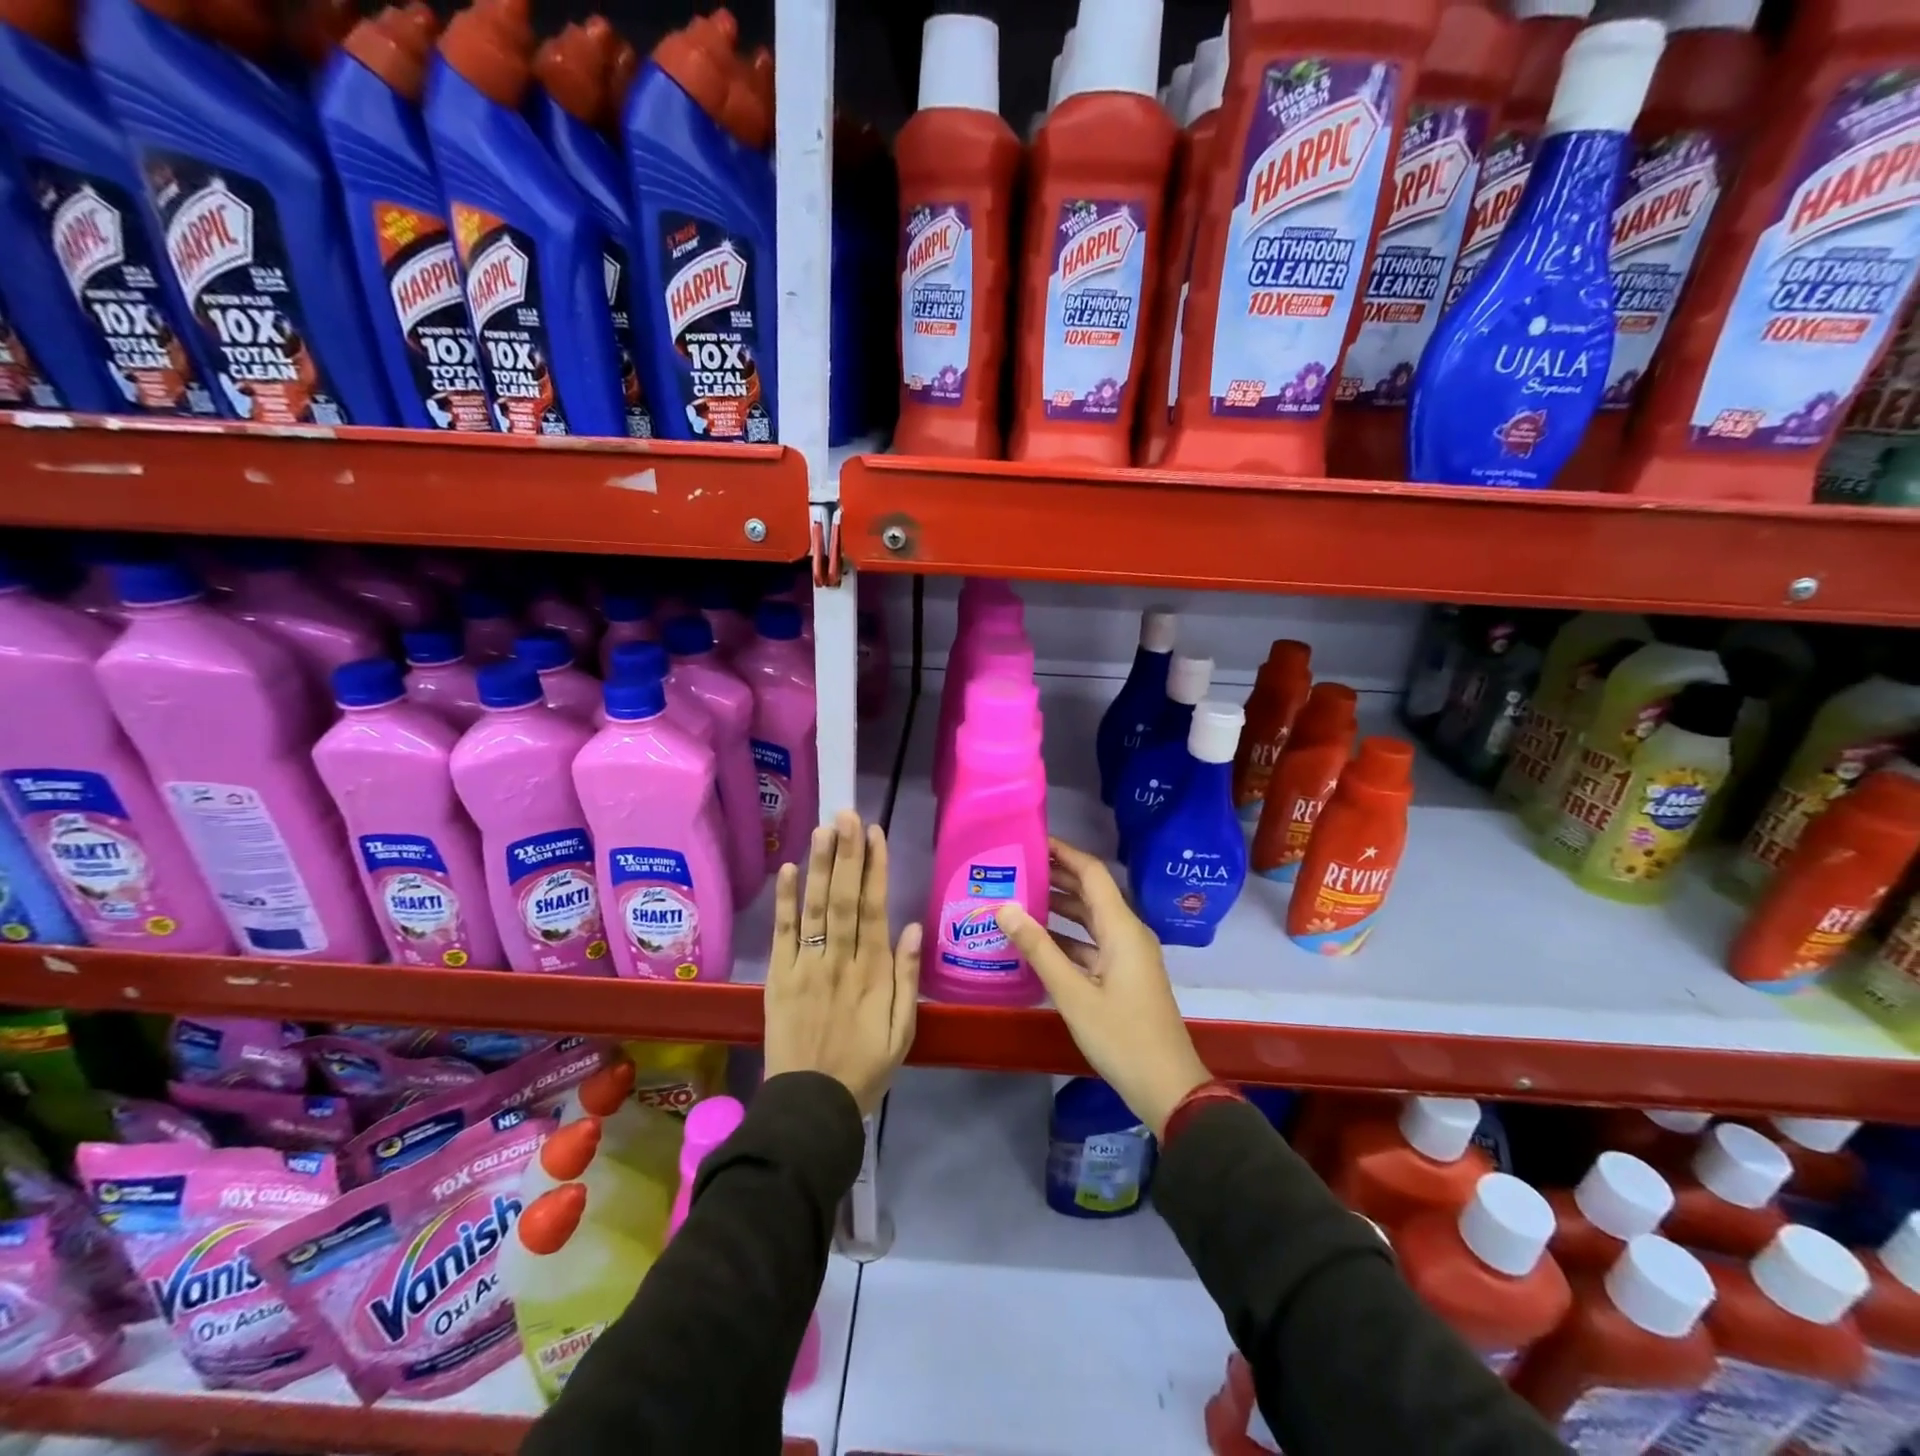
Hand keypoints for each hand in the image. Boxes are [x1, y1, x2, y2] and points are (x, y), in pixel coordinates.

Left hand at [765, 811, 920, 1115]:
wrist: (811, 1107)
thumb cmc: (865, 1067)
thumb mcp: (904, 1030)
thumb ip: (908, 977)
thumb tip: (913, 926)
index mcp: (873, 972)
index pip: (874, 908)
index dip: (875, 868)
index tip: (875, 833)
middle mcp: (839, 960)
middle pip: (843, 898)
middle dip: (847, 853)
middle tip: (847, 813)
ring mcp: (806, 967)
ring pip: (814, 908)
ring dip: (819, 865)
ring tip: (824, 828)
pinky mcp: (779, 978)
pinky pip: (782, 934)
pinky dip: (785, 901)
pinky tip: (787, 869)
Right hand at [996, 838, 1211, 1138]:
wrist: (1167, 1087)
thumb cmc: (1121, 1037)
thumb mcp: (1073, 994)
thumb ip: (1038, 948)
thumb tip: (1004, 907)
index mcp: (1122, 928)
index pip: (1091, 873)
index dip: (1063, 853)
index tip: (1031, 841)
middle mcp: (1127, 933)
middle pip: (1091, 892)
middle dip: (1056, 876)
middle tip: (1015, 866)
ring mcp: (1128, 955)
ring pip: (1090, 918)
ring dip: (1059, 906)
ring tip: (1019, 895)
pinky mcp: (1124, 975)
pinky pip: (1092, 942)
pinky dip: (1066, 936)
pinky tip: (1037, 940)